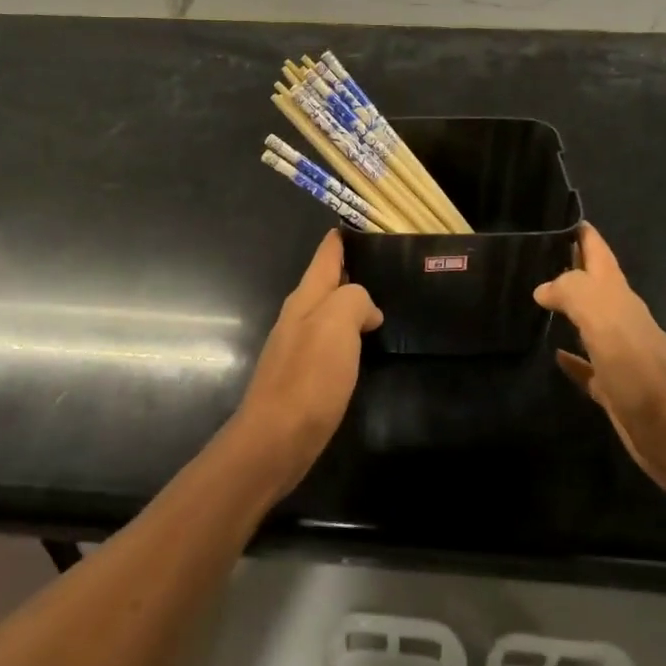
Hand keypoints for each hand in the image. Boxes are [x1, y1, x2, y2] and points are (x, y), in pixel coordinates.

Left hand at [228, 230, 382, 495]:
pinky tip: (365, 347)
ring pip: (330, 314)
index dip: (342, 239)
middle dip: (352, 271)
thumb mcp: (336, 324)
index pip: (326, 256)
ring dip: (352, 305)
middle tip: (389, 266)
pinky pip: (332, 344)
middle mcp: (299, 318)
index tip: (363, 225)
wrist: (276, 440)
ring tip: (384, 303)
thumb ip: (354, 300)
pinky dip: (350, 337)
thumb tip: (366, 310)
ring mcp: (299, 348)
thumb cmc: (308, 378)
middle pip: (327, 283)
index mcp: (305, 299)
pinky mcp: (304, 378)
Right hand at [534, 224, 665, 495]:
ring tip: (531, 297)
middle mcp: (620, 319)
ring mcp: (618, 354)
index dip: (581, 232)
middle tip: (530, 254)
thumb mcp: (604, 319)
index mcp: (619, 297)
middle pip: (591, 285)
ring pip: (587, 322)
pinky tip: (553, 355)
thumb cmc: (640, 370)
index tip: (555, 214)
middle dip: (567, 266)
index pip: (598, 253)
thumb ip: (572, 293)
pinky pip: (586, 365)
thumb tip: (543, 288)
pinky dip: (570, 357)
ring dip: (565, 309)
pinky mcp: (613, 388)